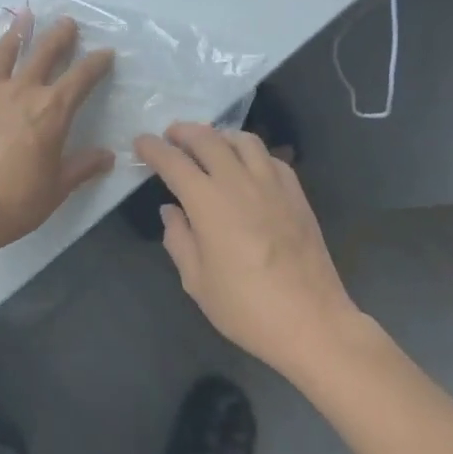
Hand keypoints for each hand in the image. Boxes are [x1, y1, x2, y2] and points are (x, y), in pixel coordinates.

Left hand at [0, 14, 115, 269]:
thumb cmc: (14, 202)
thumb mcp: (57, 188)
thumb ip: (82, 167)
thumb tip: (107, 156)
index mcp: (52, 111)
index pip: (81, 78)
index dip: (96, 63)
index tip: (105, 53)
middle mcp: (20, 91)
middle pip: (43, 54)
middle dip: (58, 37)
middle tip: (67, 23)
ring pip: (2, 53)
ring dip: (15, 34)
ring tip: (23, 19)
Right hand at [134, 122, 361, 379]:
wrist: (311, 321)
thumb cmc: (245, 307)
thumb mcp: (196, 281)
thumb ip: (178, 239)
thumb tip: (171, 210)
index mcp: (208, 203)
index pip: (174, 162)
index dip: (153, 148)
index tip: (141, 143)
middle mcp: (239, 182)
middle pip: (208, 139)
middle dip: (184, 132)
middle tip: (170, 136)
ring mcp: (272, 185)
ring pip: (243, 141)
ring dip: (220, 135)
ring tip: (209, 144)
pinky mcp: (297, 194)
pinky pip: (271, 159)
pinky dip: (252, 153)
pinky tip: (247, 167)